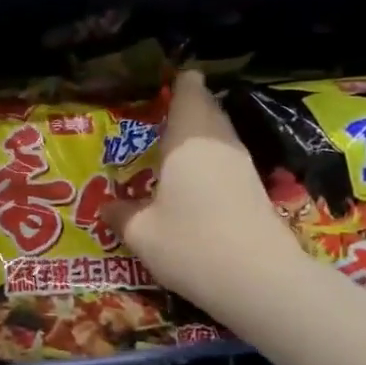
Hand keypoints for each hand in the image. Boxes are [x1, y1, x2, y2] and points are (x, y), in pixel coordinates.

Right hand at [102, 71, 306, 318]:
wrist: (260, 281)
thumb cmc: (191, 244)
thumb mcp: (141, 233)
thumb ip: (120, 214)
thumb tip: (106, 207)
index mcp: (188, 139)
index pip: (189, 91)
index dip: (180, 83)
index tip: (164, 84)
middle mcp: (218, 143)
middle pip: (207, 108)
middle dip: (187, 106)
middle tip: (159, 114)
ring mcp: (242, 166)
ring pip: (220, 134)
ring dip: (199, 133)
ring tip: (171, 145)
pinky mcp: (255, 190)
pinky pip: (227, 158)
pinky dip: (210, 159)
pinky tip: (193, 179)